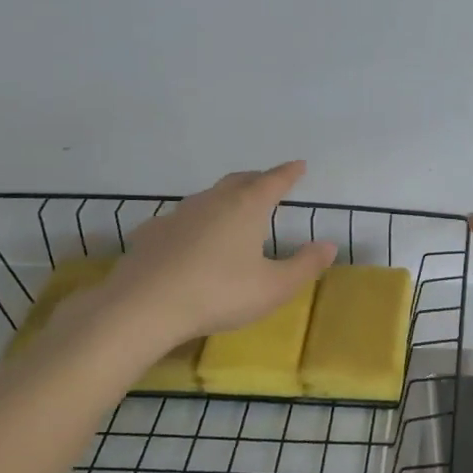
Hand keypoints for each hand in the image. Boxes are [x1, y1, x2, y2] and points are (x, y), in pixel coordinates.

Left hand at [53, 162, 335, 369]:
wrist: (143, 307)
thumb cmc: (219, 293)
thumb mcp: (274, 288)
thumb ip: (305, 266)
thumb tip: (329, 245)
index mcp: (247, 207)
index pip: (274, 181)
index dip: (289, 173)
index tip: (299, 165)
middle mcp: (213, 201)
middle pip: (240, 181)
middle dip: (257, 179)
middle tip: (269, 182)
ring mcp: (178, 215)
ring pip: (208, 197)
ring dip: (225, 197)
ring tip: (233, 208)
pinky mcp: (152, 234)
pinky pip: (180, 219)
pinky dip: (194, 222)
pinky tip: (189, 237)